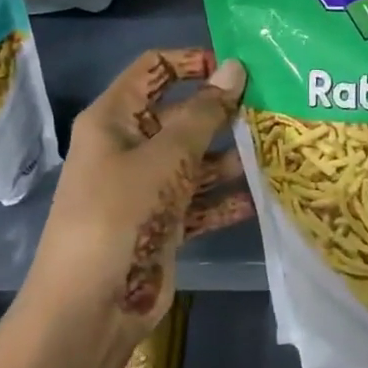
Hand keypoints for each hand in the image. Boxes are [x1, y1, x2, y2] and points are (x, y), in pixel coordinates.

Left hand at [21, 49, 249, 363]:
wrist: (91, 306)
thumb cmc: (122, 213)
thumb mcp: (166, 157)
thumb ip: (204, 113)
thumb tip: (234, 67)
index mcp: (115, 119)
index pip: (153, 69)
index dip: (192, 62)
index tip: (238, 69)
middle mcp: (129, 148)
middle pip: (181, 116)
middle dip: (222, 113)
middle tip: (273, 110)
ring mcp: (146, 188)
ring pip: (194, 160)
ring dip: (230, 159)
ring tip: (276, 151)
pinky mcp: (163, 223)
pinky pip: (200, 201)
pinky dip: (225, 200)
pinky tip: (261, 198)